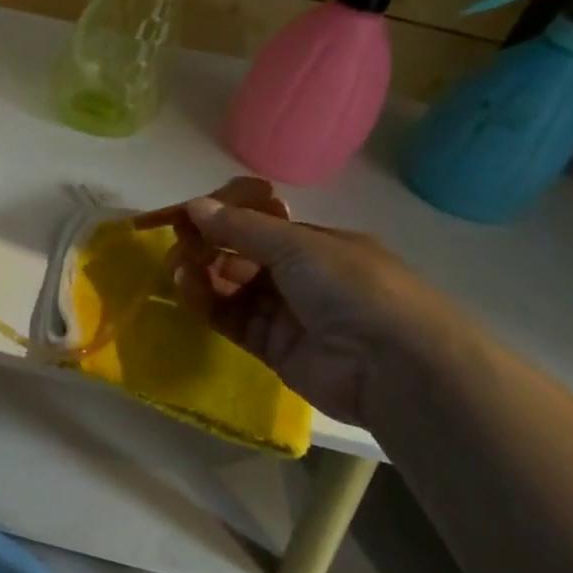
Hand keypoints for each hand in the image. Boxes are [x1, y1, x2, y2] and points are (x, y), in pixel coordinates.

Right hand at [134, 177, 461, 426]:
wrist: (395, 367)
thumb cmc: (354, 288)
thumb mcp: (299, 245)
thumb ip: (241, 228)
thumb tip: (194, 205)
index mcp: (319, 245)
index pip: (261, 227)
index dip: (224, 220)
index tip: (187, 216)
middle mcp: (303, 277)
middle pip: (243, 258)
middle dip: (209, 248)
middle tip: (177, 246)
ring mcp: (288, 314)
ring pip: (233, 290)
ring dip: (203, 276)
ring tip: (178, 269)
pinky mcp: (274, 348)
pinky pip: (232, 320)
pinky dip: (207, 304)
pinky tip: (187, 290)